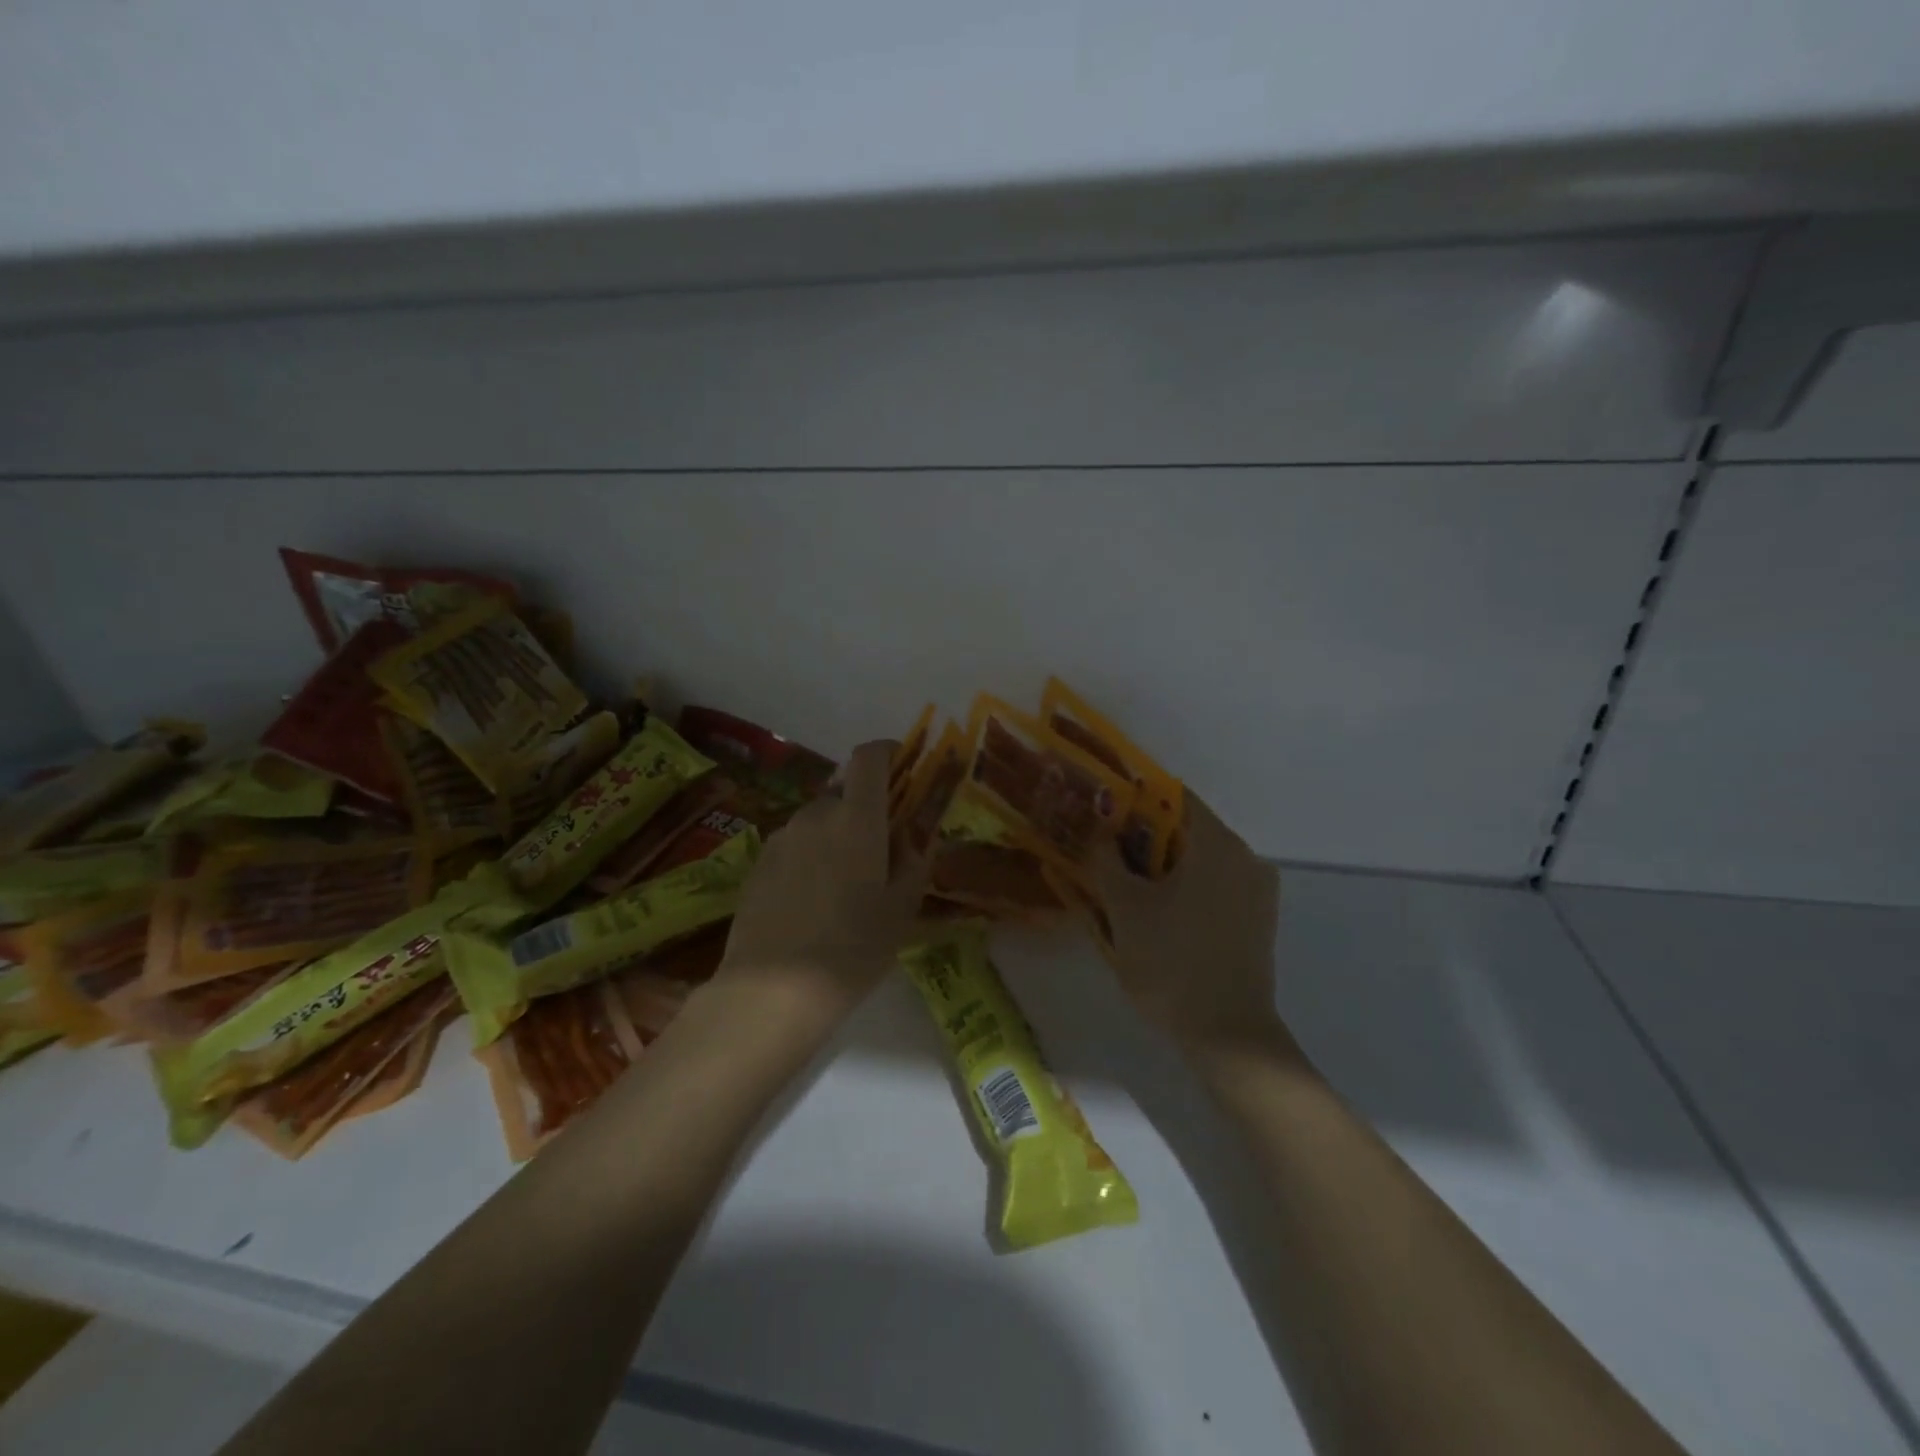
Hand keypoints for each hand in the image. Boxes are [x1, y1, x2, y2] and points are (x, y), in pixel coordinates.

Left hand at [716, 740, 926, 1023]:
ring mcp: (781, 837)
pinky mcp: (757, 863)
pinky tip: (812, 902)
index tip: (903, 767)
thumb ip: (915, 860)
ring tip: (844, 884)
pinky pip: (795, 845)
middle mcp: (815, 815)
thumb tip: (914, 836)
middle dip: (865, 810)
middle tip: (880, 851)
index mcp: (856, 818)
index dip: (887, 751)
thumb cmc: (853, 947)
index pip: (869, 756)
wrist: (772, 991)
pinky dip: (810, 857)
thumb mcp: (902, 908)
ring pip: (818, 821)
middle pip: (845, 792)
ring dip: (836, 835)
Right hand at [1085, 794, 1290, 1060]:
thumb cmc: (1171, 962)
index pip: (1173, 798)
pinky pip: (1217, 887)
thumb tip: (1100, 831)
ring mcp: (1258, 890)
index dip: (1135, 801)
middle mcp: (1246, 856)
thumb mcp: (1124, 908)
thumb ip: (1106, 860)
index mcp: (1217, 843)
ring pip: (1202, 861)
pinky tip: (1161, 914)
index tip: (1104, 815)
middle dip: (1145, 838)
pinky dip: (1188, 889)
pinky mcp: (1260, 920)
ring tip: (1127, 886)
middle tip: (1107, 854)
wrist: (1228, 1035)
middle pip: (1188, 830)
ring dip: (1166, 866)